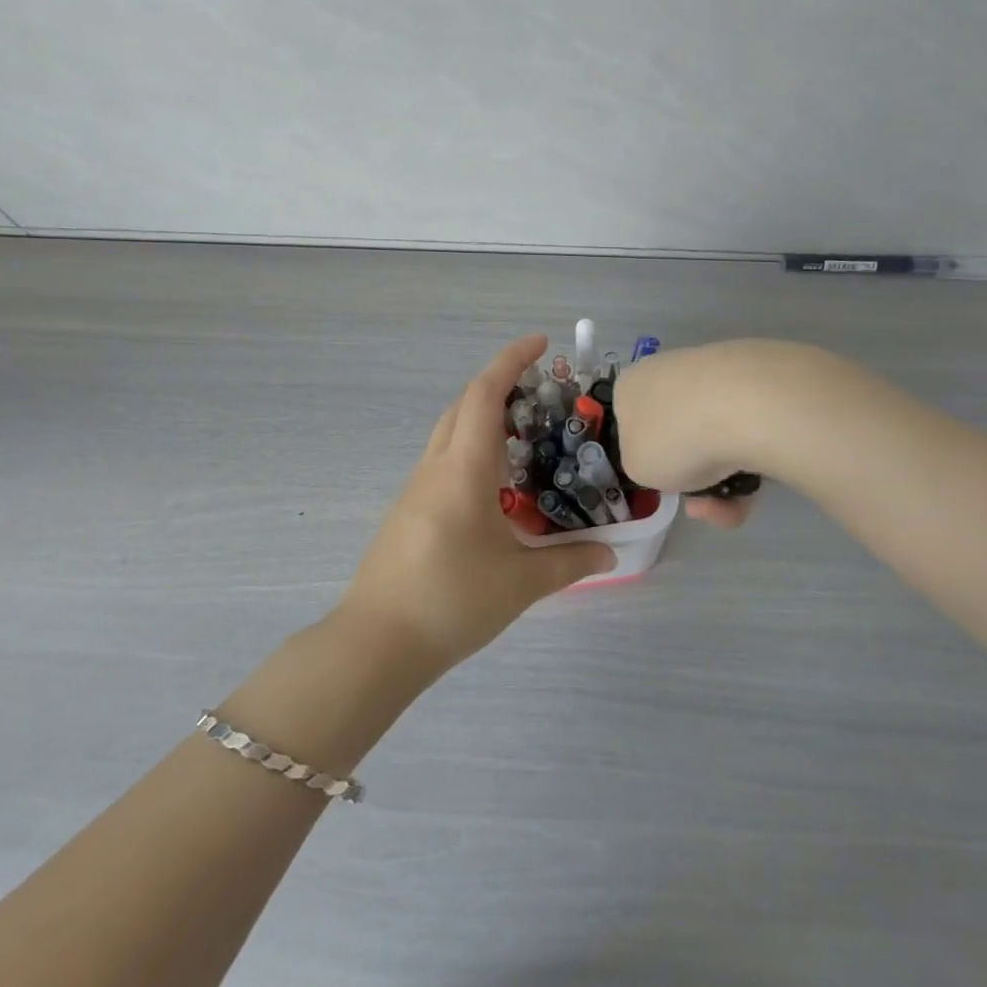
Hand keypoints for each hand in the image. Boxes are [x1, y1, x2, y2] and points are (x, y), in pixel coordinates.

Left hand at [337, 335, 617, 672]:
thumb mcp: (521, 583)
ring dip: (484, 420)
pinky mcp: (409, 511)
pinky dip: (473, 451)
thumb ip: (570, 562)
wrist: (376, 643)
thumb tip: (610, 553)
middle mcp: (436, 466)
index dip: (511, 360)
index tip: (540, 343)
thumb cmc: (451, 600)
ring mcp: (417, 488)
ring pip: (451, 433)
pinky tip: (497, 487)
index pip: (484, 393)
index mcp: (463, 467)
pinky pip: (444, 461)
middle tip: (542, 394)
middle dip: (499, 386)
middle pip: (464, 405)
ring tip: (527, 438)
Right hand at [613, 340, 791, 529]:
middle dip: (692, 475)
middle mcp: (669, 371)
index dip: (648, 458)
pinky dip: (747, 464)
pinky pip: (744, 433)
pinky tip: (754, 484)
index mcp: (631, 385)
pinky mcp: (755, 383)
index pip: (632, 423)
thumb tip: (668, 459)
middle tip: (700, 502)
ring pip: (714, 439)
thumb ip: (645, 465)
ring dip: (721, 479)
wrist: (741, 408)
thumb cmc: (671, 438)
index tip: (664, 481)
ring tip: (731, 503)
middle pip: (678, 434)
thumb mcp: (635, 469)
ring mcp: (714, 375)